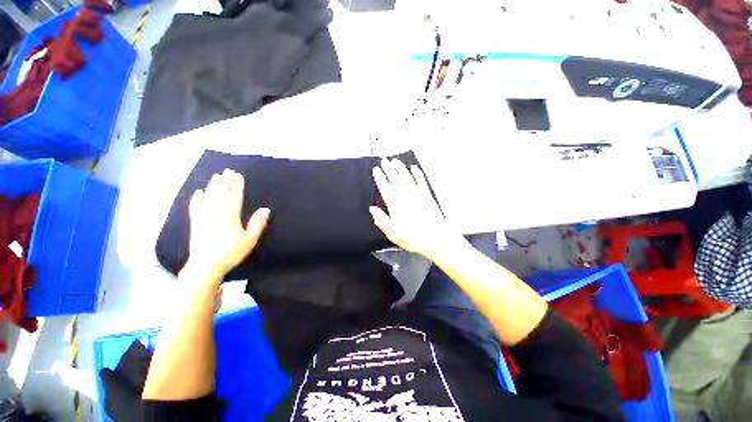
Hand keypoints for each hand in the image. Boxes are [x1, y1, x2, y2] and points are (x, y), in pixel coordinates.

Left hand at [184, 169, 269, 280]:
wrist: (206, 266)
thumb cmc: (231, 252)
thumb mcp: (250, 239)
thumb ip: (257, 223)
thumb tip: (265, 209)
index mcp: (230, 216)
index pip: (235, 196)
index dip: (237, 185)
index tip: (239, 175)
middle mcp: (216, 212)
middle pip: (221, 193)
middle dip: (224, 181)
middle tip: (227, 170)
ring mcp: (204, 217)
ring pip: (208, 197)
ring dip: (212, 186)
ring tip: (216, 176)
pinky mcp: (196, 223)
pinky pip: (195, 207)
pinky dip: (196, 199)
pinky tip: (198, 192)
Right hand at [370, 158, 461, 261]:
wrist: (435, 239)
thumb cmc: (413, 238)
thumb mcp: (392, 232)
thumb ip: (381, 219)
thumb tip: (372, 210)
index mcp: (396, 205)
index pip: (385, 187)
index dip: (380, 177)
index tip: (376, 170)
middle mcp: (406, 197)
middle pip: (395, 179)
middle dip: (388, 169)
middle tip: (384, 161)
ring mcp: (417, 195)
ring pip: (407, 177)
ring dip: (400, 168)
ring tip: (395, 161)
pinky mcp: (427, 196)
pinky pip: (421, 181)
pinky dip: (417, 173)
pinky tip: (414, 168)